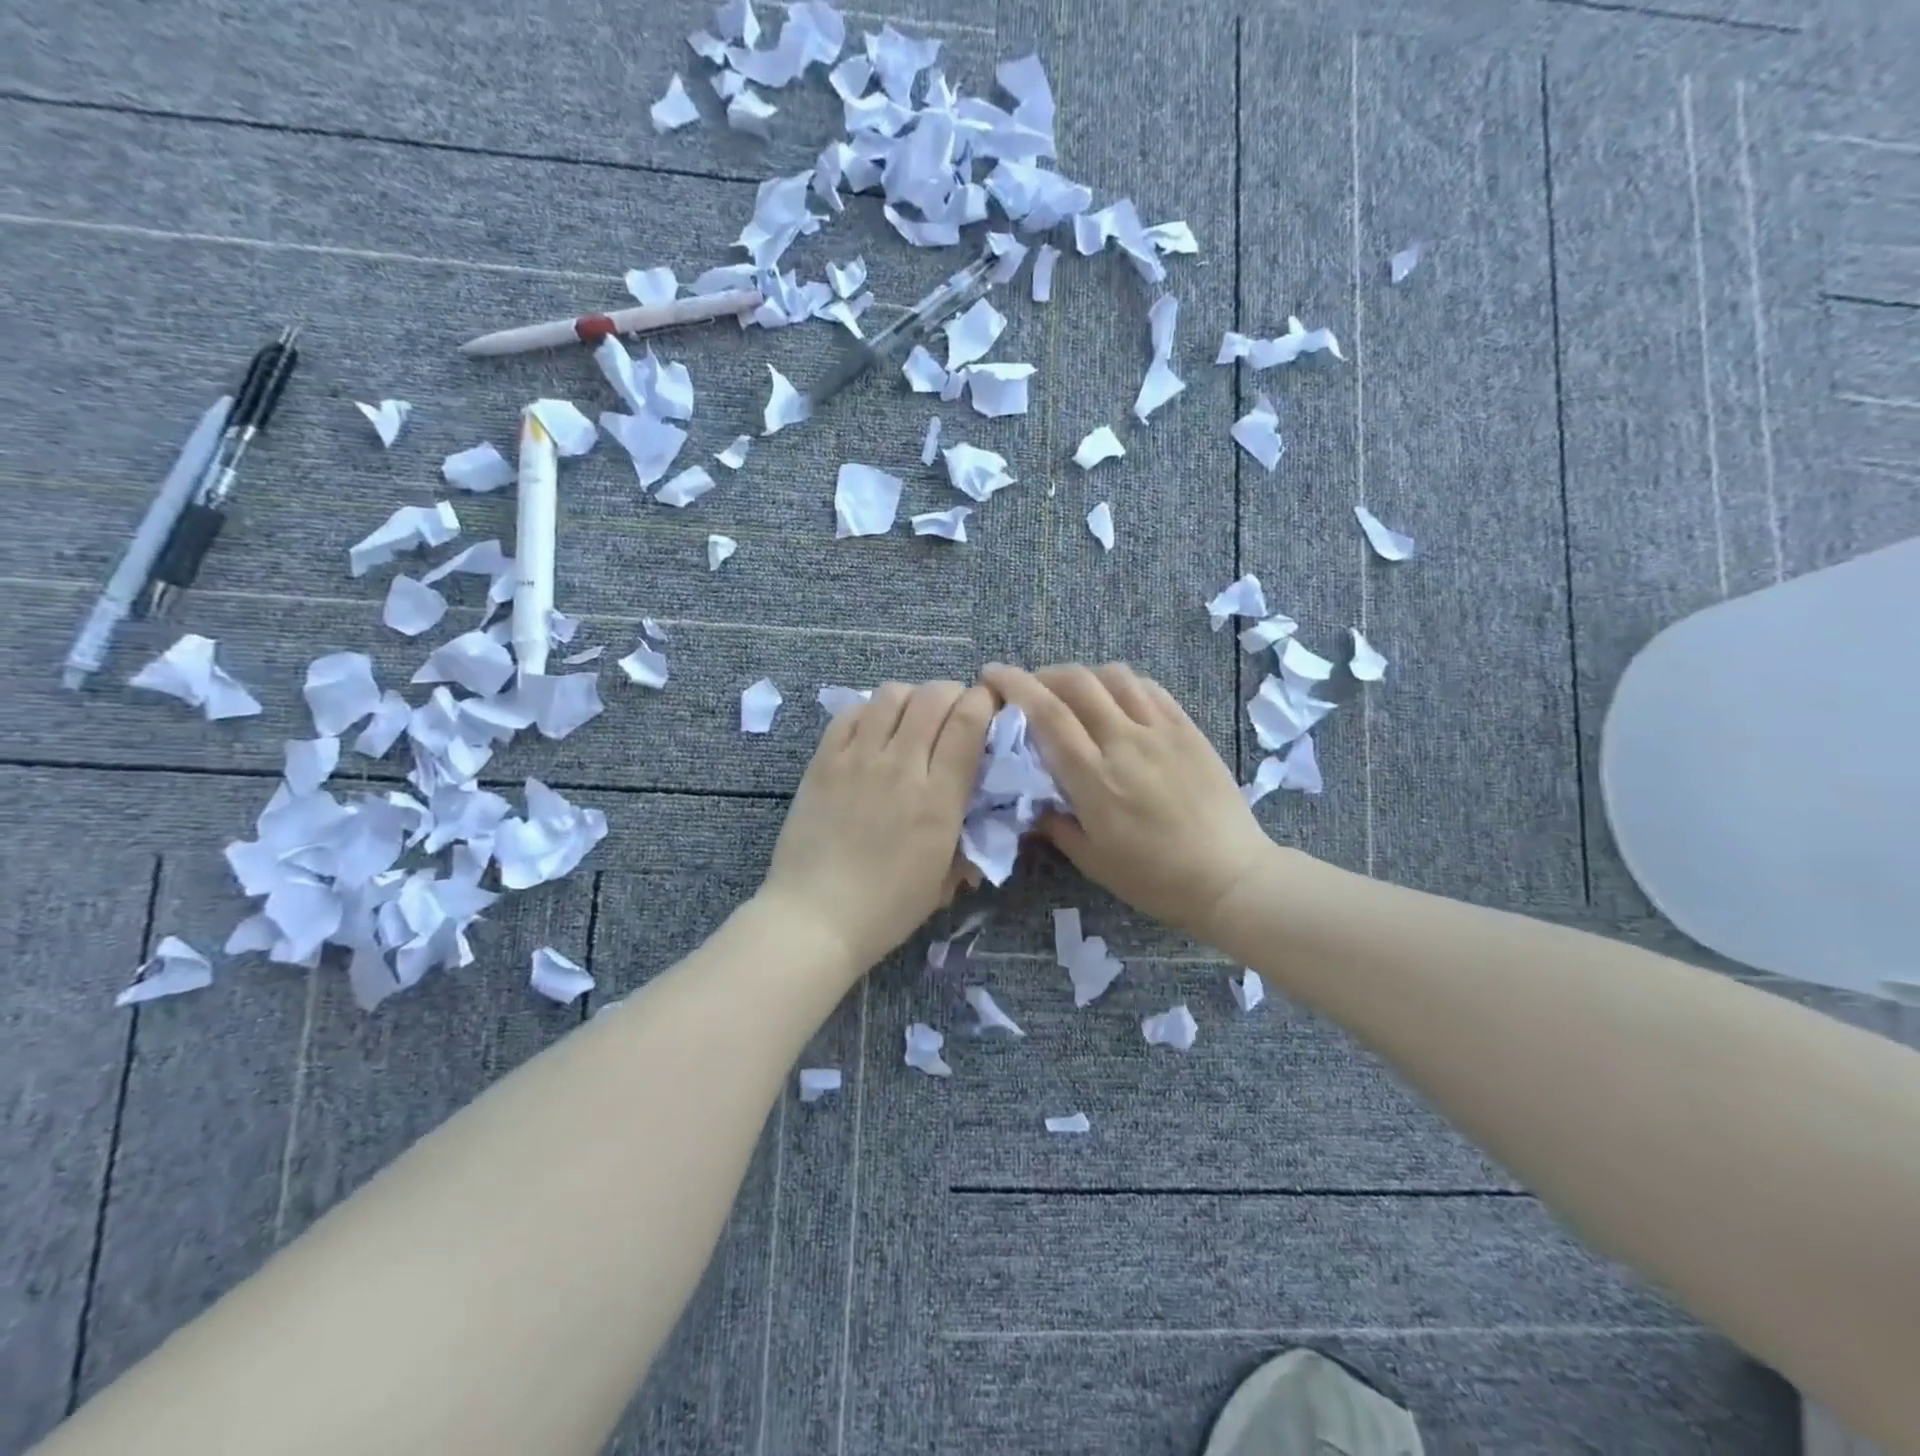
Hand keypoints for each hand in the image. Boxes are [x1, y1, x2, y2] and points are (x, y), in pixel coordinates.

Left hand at [759, 680, 994, 973]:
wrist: (815, 918)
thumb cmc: (887, 909)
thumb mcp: (944, 879)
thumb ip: (967, 839)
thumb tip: (979, 813)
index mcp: (939, 798)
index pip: (969, 722)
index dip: (984, 702)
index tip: (988, 709)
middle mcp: (901, 767)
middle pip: (933, 696)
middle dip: (953, 693)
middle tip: (954, 711)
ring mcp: (858, 759)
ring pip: (891, 695)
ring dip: (912, 698)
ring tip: (913, 718)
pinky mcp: (823, 761)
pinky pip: (850, 713)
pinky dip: (870, 711)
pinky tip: (874, 730)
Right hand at [981, 663, 1275, 942]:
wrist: (1230, 877)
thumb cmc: (1155, 878)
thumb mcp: (1092, 861)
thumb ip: (1055, 824)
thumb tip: (1032, 803)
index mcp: (1094, 777)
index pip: (1046, 713)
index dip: (1014, 685)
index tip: (991, 674)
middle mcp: (1124, 742)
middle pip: (1076, 682)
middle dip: (1042, 674)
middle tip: (1029, 688)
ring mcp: (1161, 731)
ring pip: (1114, 676)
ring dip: (1083, 675)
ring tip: (1073, 693)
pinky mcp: (1188, 729)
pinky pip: (1150, 689)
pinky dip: (1122, 684)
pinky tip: (1116, 699)